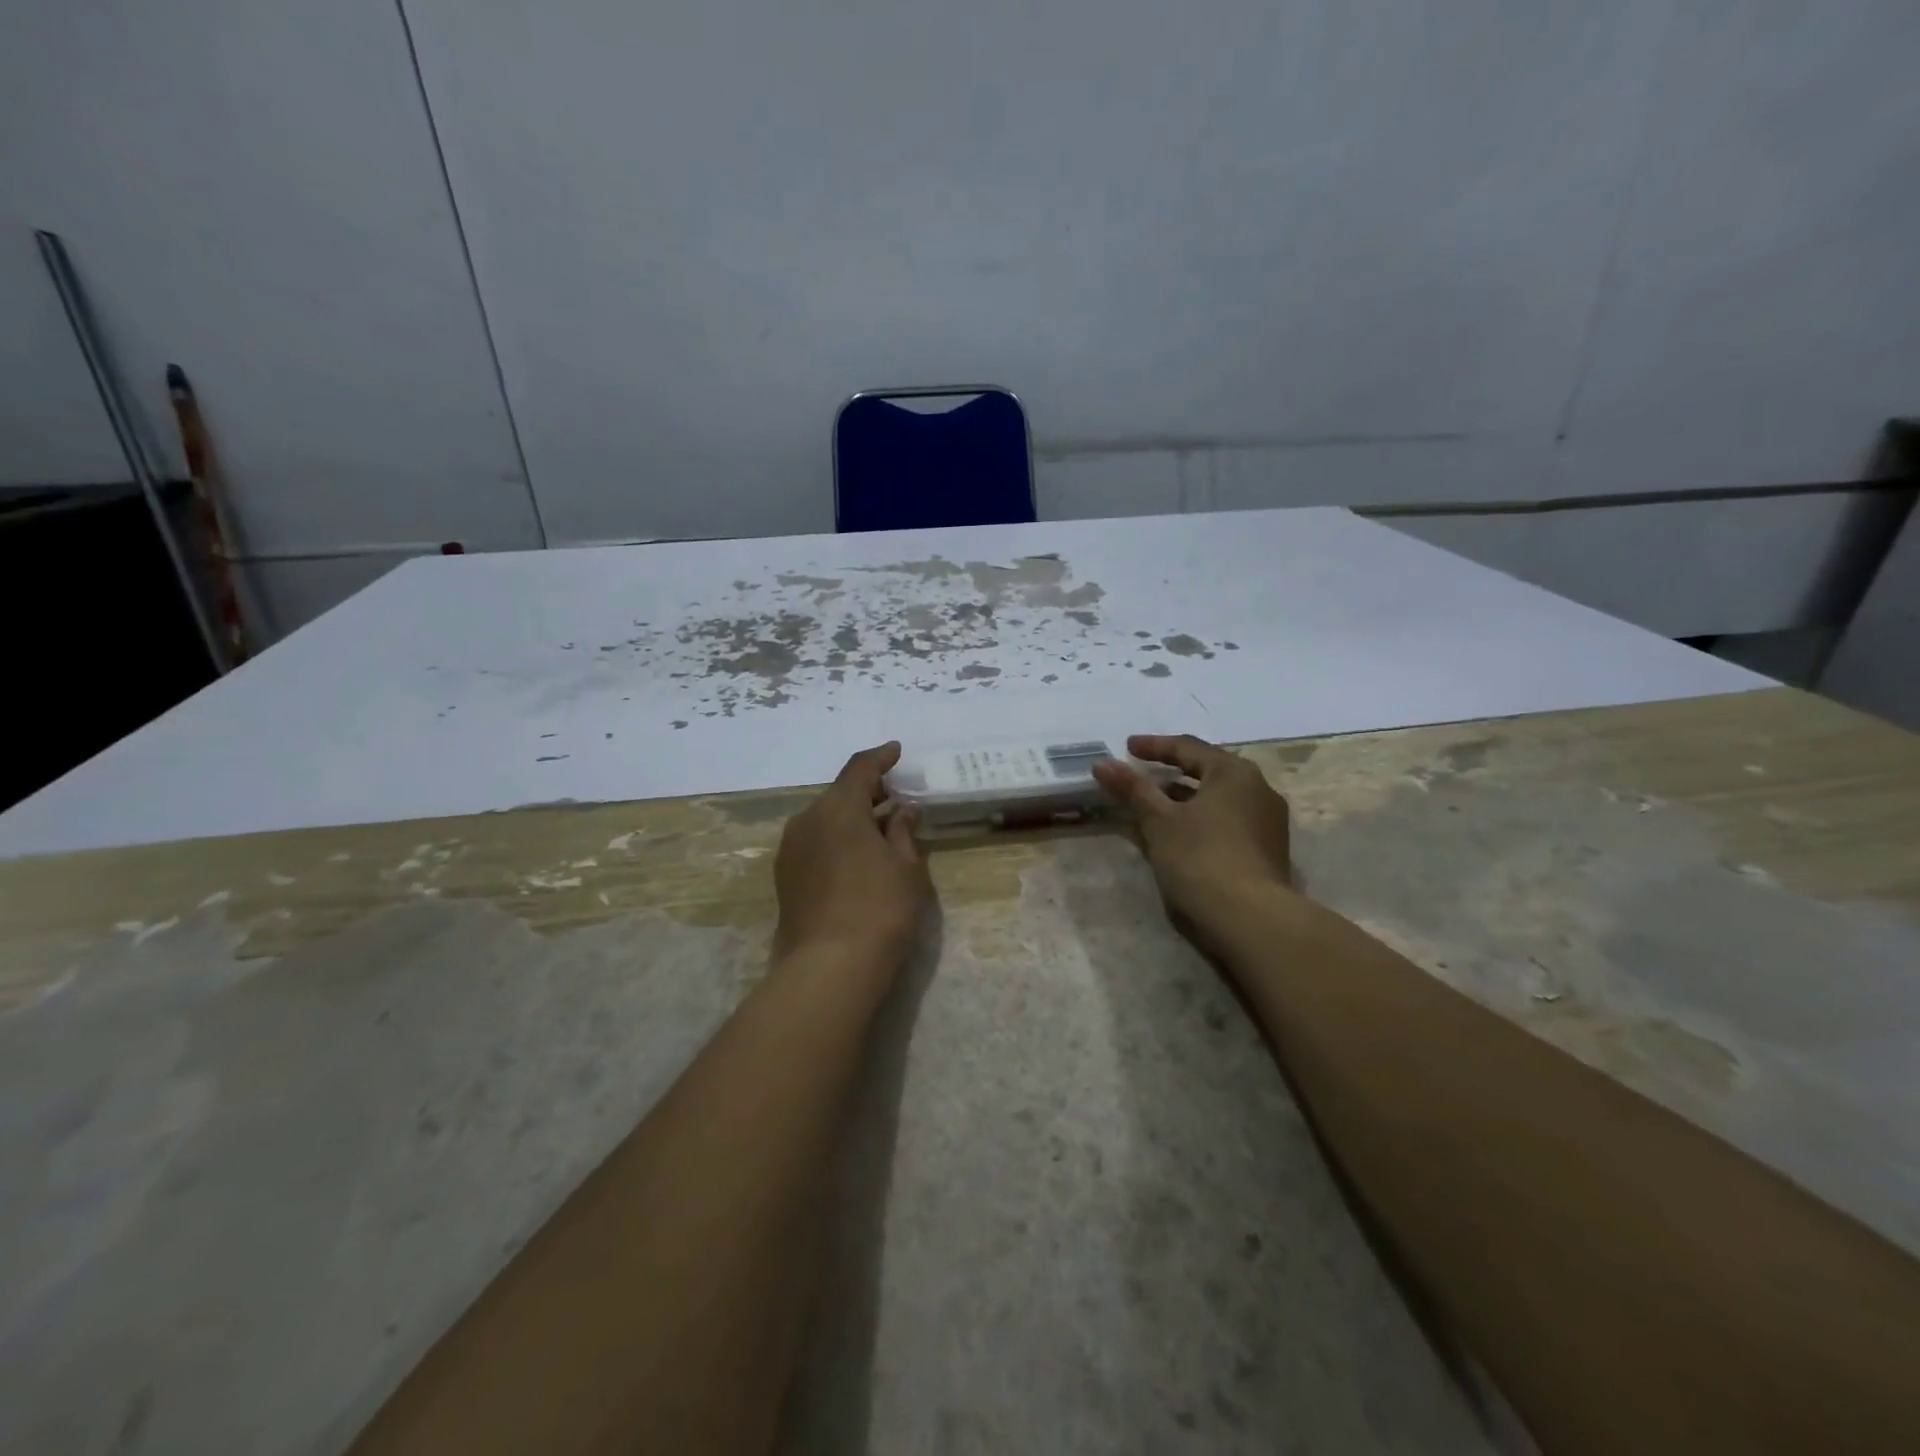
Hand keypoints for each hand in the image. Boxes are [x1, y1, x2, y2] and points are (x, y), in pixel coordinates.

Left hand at [773, 742, 929, 967]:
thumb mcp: (905, 867)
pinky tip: (857, 858)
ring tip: (880, 832)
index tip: (896, 751)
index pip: (859, 769)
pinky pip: (815, 843)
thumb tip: (901, 812)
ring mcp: (791, 850)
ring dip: (852, 819)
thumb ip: (902, 832)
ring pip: (825, 820)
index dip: (880, 758)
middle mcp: (807, 820)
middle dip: (868, 793)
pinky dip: (837, 840)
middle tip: (896, 800)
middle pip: (839, 795)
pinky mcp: (785, 877)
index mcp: (838, 808)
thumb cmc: (879, 908)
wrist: (829, 967)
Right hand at [1092, 734, 1292, 934]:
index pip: (1188, 748)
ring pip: (1217, 799)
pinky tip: (1178, 833)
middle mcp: (1258, 789)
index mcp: (1234, 773)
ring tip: (1153, 805)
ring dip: (1184, 798)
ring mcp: (1267, 822)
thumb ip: (1132, 788)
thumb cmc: (1200, 858)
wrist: (1250, 919)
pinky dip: (1199, 819)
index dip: (1154, 746)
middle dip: (1171, 772)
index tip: (1127, 747)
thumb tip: (1102, 763)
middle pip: (1207, 771)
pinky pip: (1226, 821)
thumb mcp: (1158, 821)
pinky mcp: (1266, 851)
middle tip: (1141, 773)